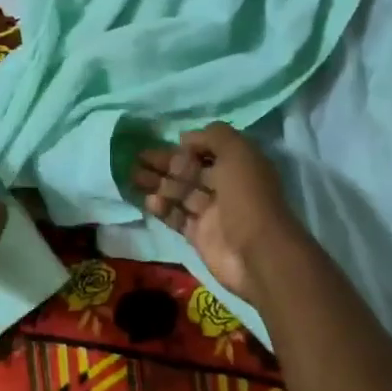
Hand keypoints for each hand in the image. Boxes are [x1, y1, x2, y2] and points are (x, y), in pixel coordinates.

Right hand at [131, 122, 301, 312]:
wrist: (258, 253)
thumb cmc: (248, 196)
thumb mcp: (237, 152)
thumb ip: (213, 136)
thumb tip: (185, 138)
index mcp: (238, 165)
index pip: (207, 150)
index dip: (185, 147)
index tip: (162, 142)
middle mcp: (226, 186)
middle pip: (190, 171)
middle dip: (164, 163)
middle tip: (136, 158)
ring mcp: (212, 213)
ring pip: (180, 193)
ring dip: (158, 183)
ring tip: (133, 176)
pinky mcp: (200, 235)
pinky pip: (177, 217)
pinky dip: (163, 208)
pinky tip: (148, 201)